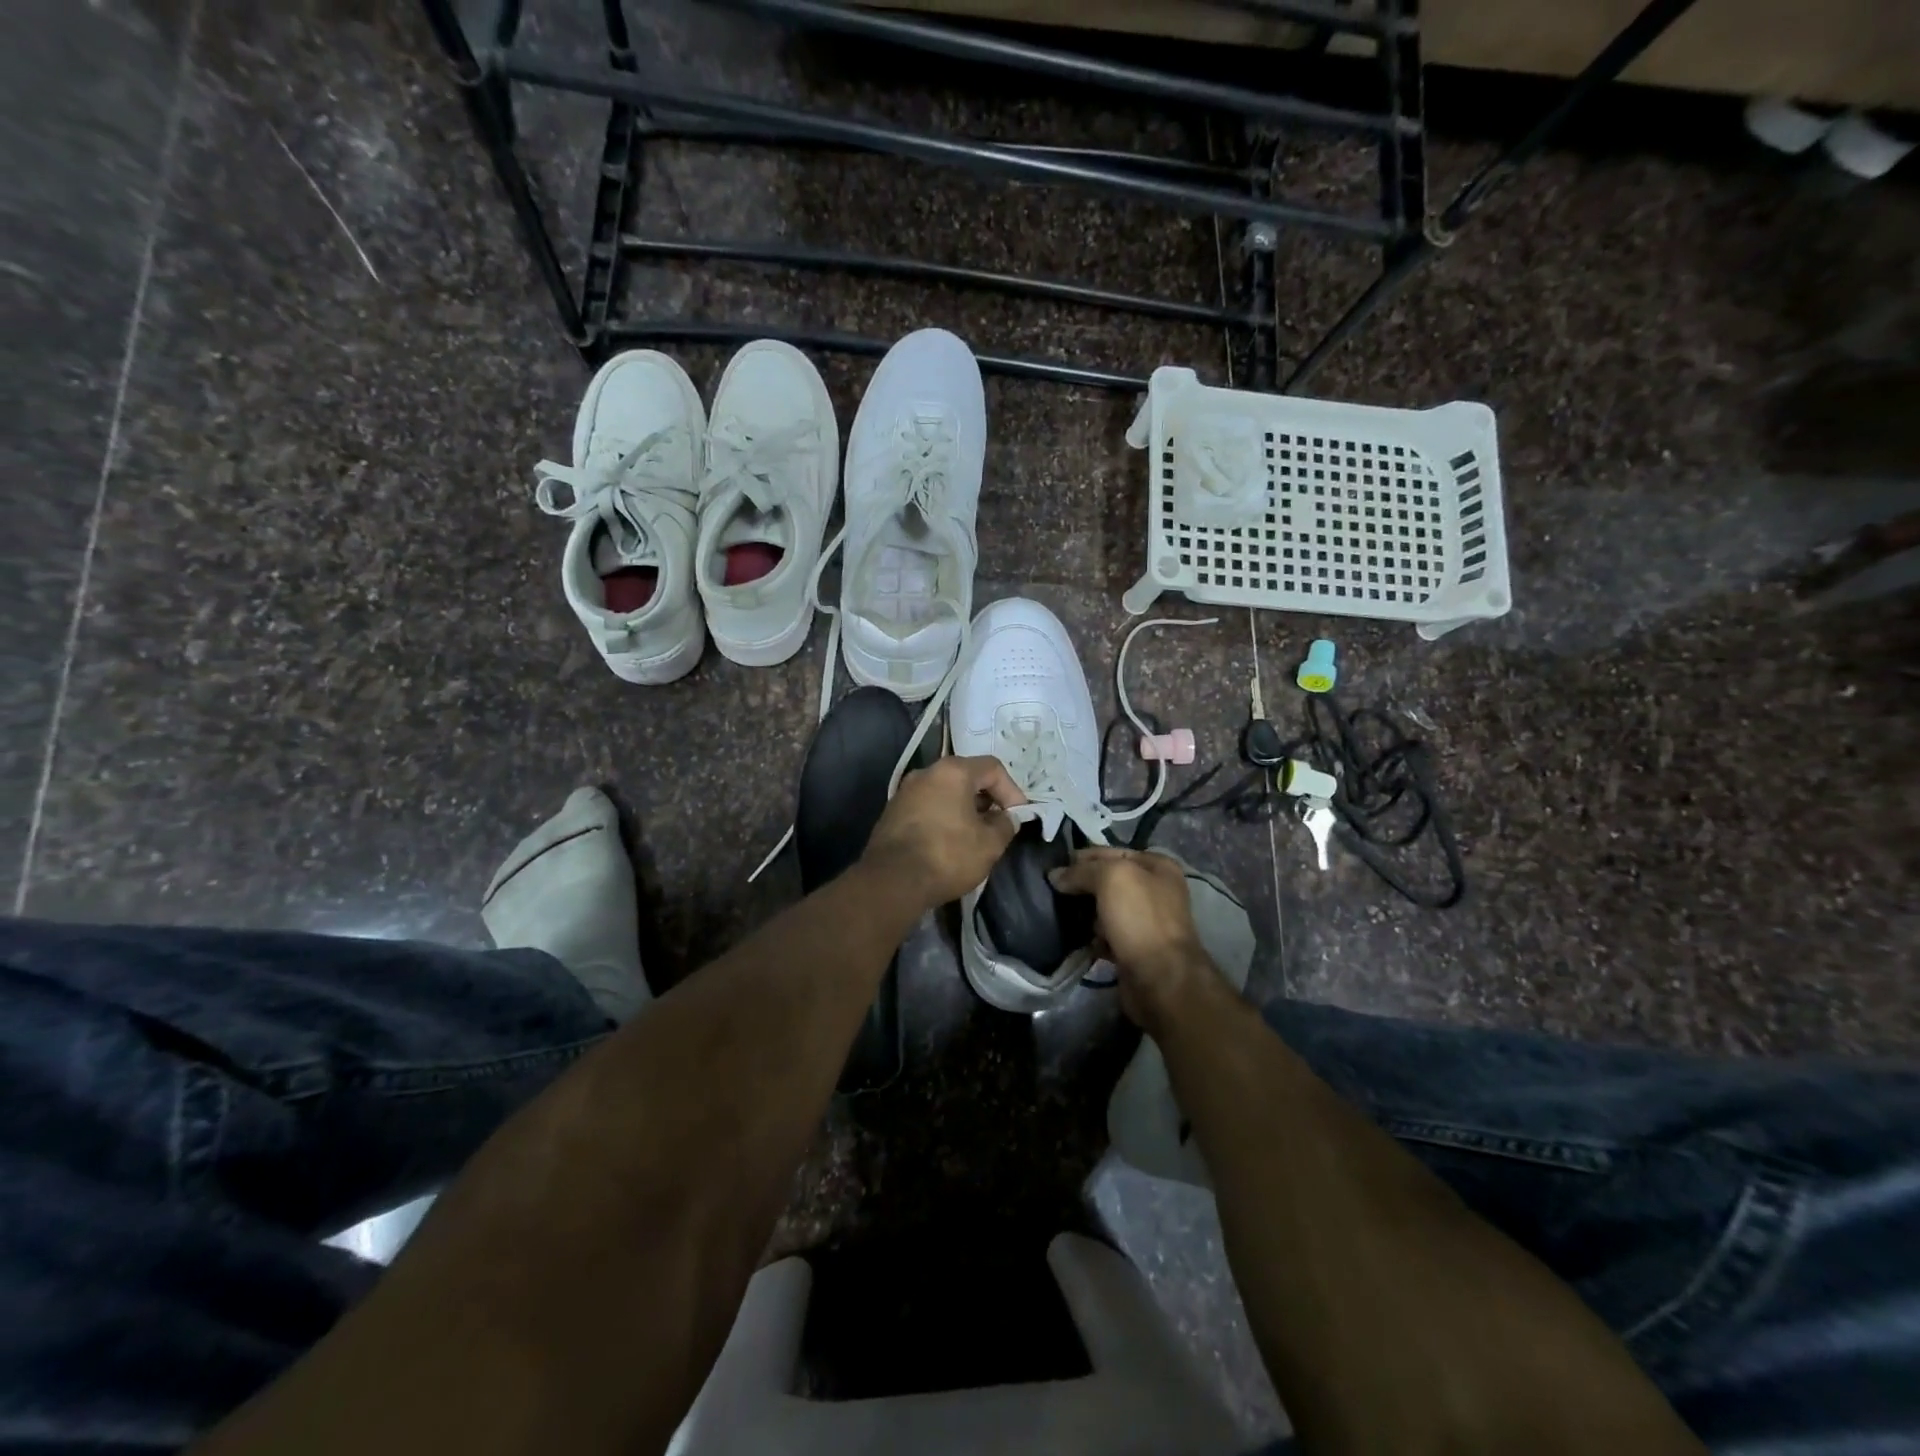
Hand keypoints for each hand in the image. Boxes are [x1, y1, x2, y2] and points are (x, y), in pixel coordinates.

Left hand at [861, 755, 1025, 913]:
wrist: (892, 881)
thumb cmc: (947, 855)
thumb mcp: (990, 844)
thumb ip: (1005, 825)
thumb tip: (1006, 818)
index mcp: (952, 771)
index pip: (992, 768)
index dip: (1011, 790)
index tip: (1017, 816)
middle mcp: (926, 773)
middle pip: (966, 776)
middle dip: (987, 799)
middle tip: (998, 825)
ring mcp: (904, 792)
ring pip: (944, 792)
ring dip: (964, 809)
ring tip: (974, 836)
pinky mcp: (892, 812)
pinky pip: (927, 807)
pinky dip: (943, 817)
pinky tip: (948, 842)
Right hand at [1048, 847, 1219, 1033]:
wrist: (1161, 979)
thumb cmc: (1140, 918)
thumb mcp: (1111, 878)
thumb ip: (1081, 871)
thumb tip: (1055, 876)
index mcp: (1158, 866)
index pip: (1111, 852)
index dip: (1082, 858)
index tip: (1054, 867)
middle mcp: (1155, 890)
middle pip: (1108, 881)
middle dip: (1082, 886)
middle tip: (1053, 892)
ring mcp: (1147, 921)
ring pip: (1105, 909)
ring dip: (1085, 914)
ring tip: (1062, 916)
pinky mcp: (1136, 949)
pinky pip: (1106, 936)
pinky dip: (1092, 938)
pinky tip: (1077, 939)